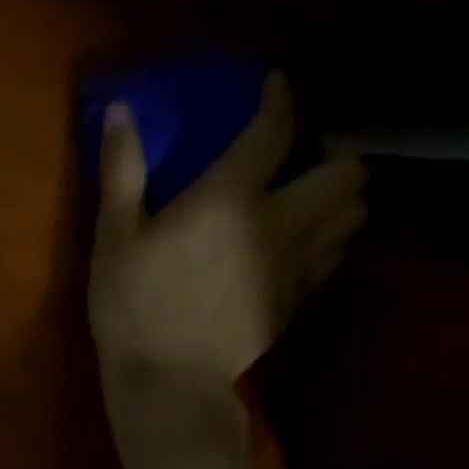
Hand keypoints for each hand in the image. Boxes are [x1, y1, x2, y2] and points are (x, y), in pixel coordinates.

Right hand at [89, 72, 365, 394]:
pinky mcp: (299, 300)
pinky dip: (331, 237)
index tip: (276, 84)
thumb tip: (122, 109)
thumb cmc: (134, 304)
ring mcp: (297, 266)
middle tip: (303, 155)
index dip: (280, 100)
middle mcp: (279, 224)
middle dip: (335, 156)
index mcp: (230, 199)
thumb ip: (122, 168)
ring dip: (341, 197)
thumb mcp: (114, 234)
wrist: (170, 384)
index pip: (273, 133)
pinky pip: (336, 256)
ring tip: (310, 194)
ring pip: (353, 217)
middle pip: (345, 176)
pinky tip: (303, 240)